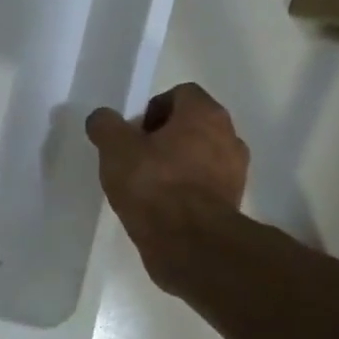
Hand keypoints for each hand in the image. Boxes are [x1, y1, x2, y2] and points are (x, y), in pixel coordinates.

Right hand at [86, 84, 249, 292]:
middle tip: (135, 156)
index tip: (132, 133)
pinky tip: (161, 206)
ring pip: (200, 155)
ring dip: (176, 163)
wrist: (190, 244)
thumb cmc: (154, 184)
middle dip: (164, 137)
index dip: (153, 108)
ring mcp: (235, 172)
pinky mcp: (232, 203)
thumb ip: (105, 125)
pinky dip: (186, 189)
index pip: (181, 94)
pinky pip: (204, 185)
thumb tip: (103, 119)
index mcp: (205, 114)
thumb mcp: (115, 148)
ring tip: (146, 184)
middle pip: (192, 125)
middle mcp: (229, 136)